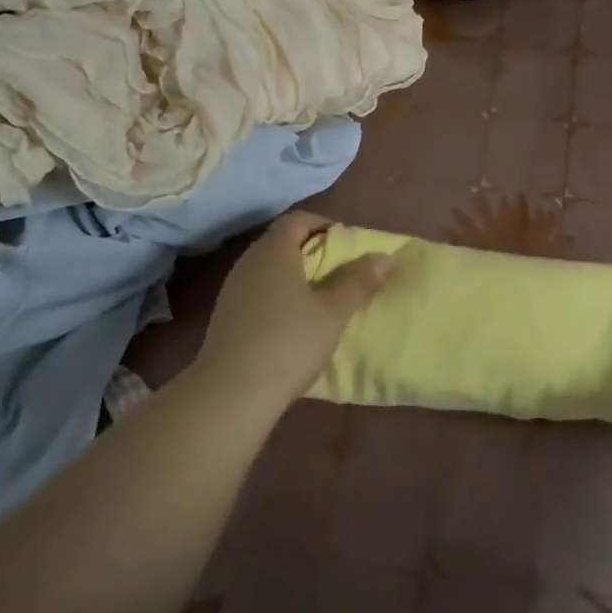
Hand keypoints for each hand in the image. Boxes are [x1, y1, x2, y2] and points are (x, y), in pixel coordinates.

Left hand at [194, 211, 394, 415]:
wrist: (232, 392)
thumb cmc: (290, 342)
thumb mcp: (334, 312)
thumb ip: (359, 281)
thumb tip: (384, 257)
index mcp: (274, 252)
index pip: (298, 220)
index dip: (325, 225)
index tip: (349, 245)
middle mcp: (249, 262)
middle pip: (283, 243)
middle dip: (314, 251)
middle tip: (343, 273)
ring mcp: (233, 290)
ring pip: (270, 270)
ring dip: (297, 277)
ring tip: (324, 300)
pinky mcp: (227, 317)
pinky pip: (260, 292)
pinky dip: (281, 297)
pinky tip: (296, 323)